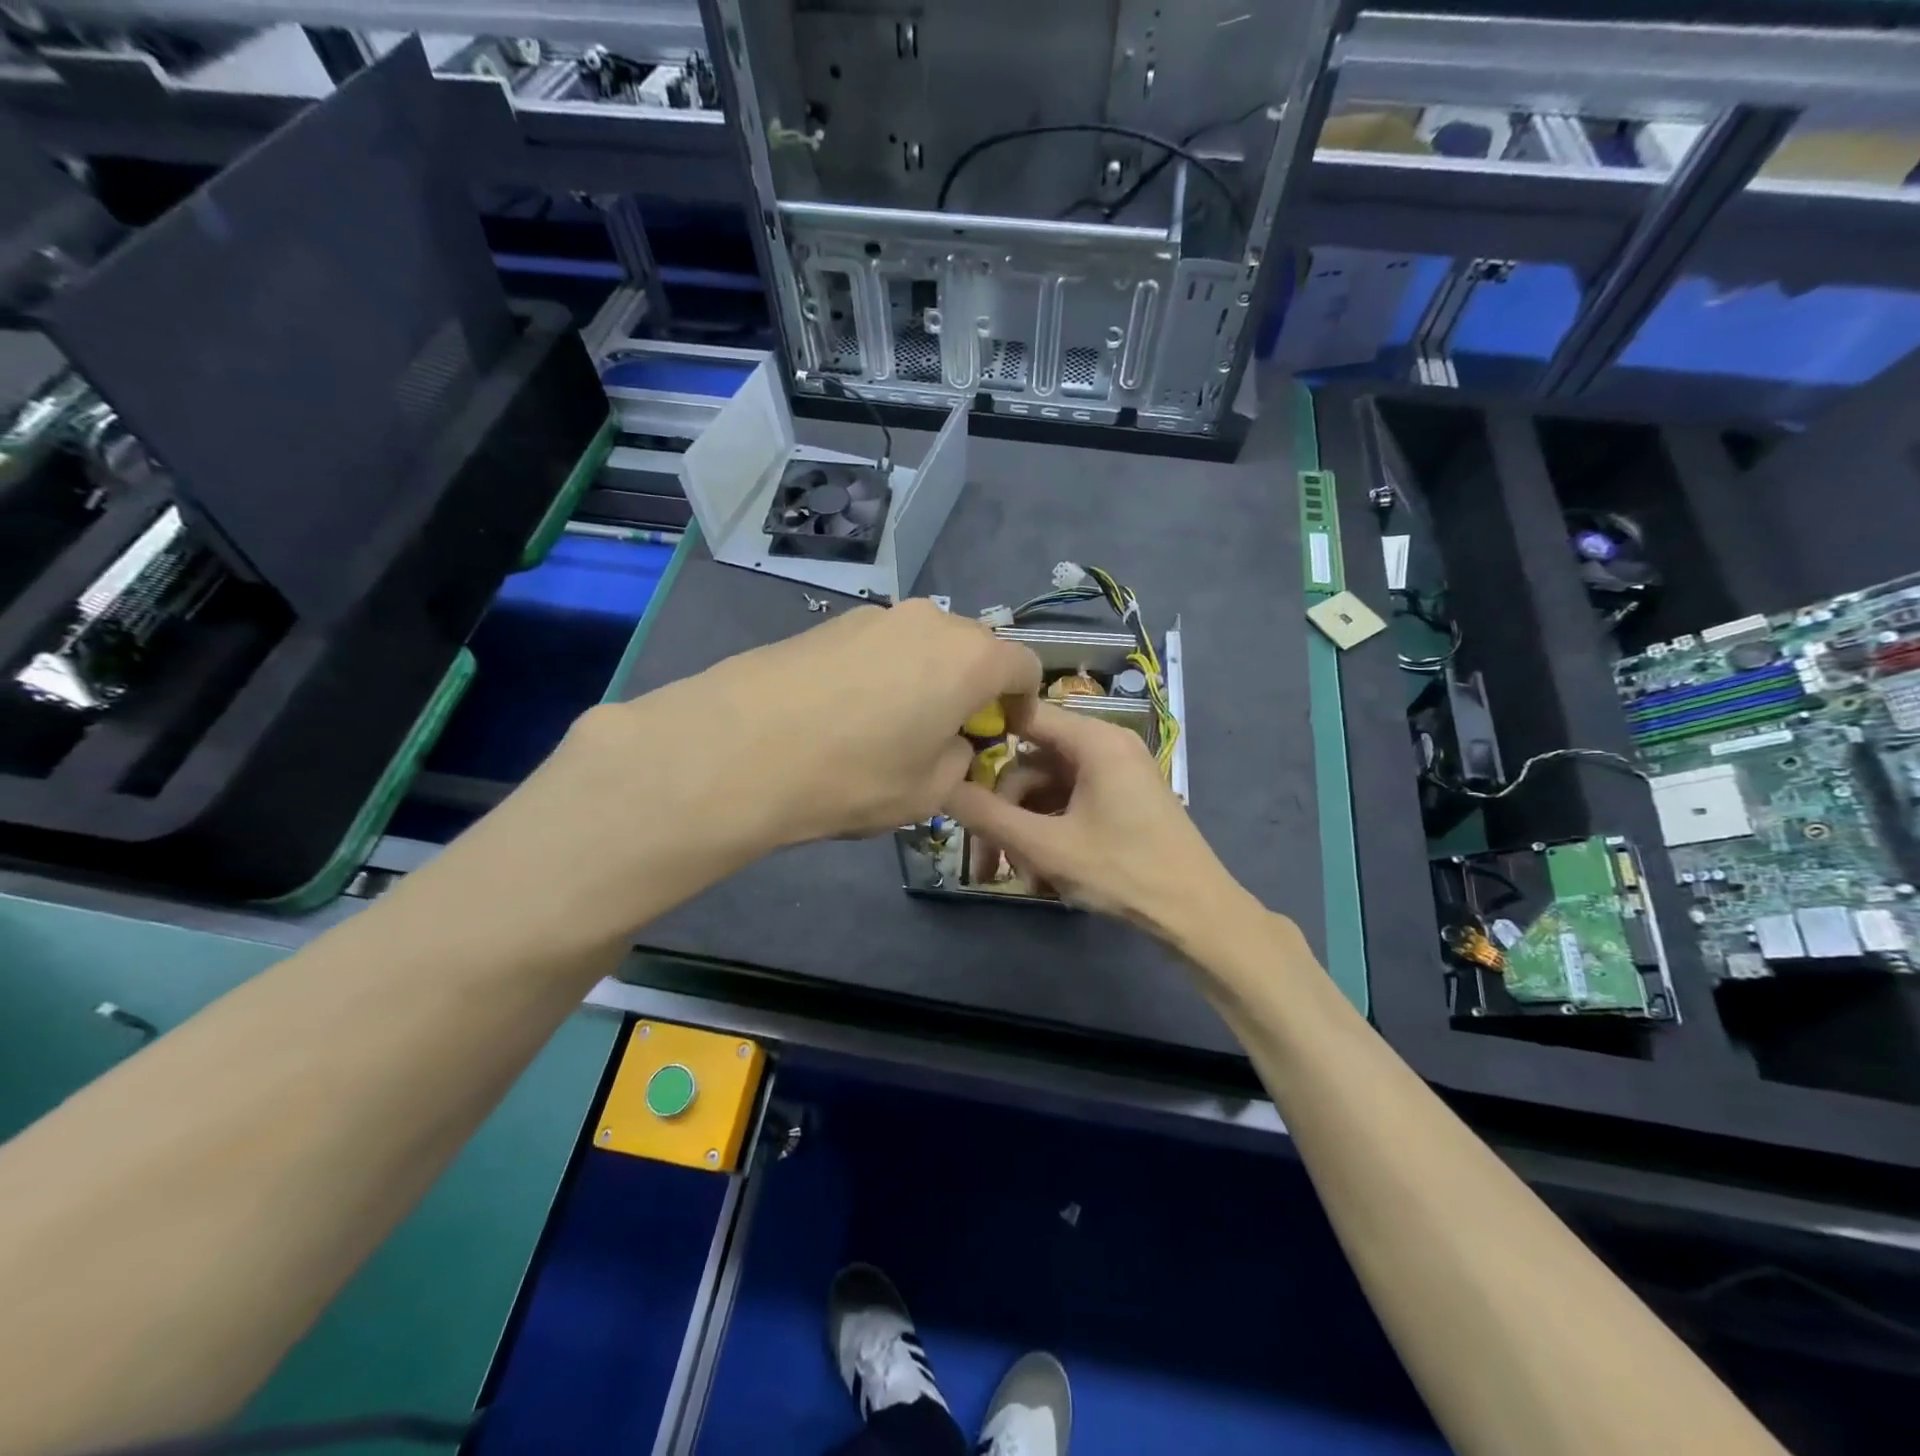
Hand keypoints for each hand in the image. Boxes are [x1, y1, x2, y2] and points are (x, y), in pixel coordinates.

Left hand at [556, 598, 1041, 856]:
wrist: (741, 748)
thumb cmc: (854, 776)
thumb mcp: (927, 793)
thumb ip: (958, 761)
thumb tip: (950, 742)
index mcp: (970, 659)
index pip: (1024, 665)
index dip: (1022, 700)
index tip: (1001, 730)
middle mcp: (930, 623)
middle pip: (973, 648)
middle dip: (972, 686)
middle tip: (947, 729)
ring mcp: (876, 615)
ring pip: (923, 643)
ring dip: (925, 675)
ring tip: (891, 722)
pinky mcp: (831, 622)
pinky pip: (880, 644)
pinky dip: (884, 670)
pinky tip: (847, 709)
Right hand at [943, 702, 1245, 942]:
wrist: (1197, 916)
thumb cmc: (1124, 872)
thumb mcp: (1046, 846)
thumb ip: (987, 815)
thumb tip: (938, 786)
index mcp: (1094, 741)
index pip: (1024, 715)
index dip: (983, 734)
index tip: (949, 764)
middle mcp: (1104, 747)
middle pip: (1031, 765)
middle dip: (1005, 814)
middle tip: (987, 861)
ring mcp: (1113, 776)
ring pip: (1046, 793)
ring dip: (1025, 833)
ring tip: (1021, 880)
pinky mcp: (1117, 802)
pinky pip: (1068, 807)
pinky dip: (1050, 836)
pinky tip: (1042, 878)